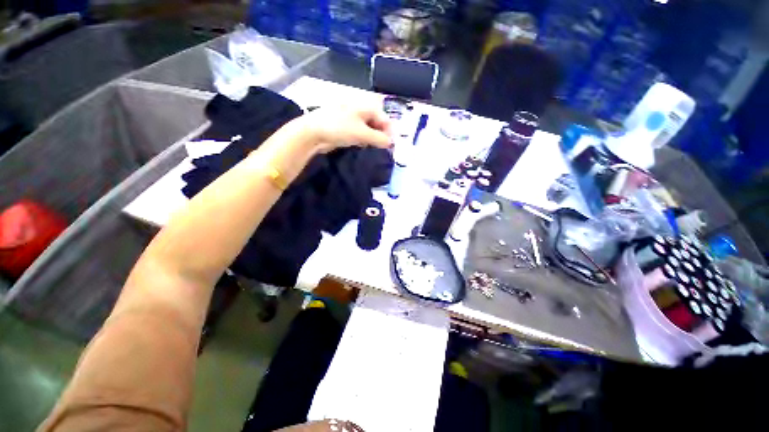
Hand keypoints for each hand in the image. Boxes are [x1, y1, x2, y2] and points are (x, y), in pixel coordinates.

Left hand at [294, 106, 392, 153]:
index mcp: (365, 106)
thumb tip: (391, 143)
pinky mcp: (345, 127)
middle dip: (381, 135)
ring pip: (368, 129)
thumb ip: (380, 138)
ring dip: (373, 138)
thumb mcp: (363, 134)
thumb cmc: (340, 128)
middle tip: (384, 148)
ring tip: (374, 147)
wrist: (313, 132)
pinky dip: (363, 139)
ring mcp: (351, 118)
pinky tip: (362, 145)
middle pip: (377, 123)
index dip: (390, 131)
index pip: (384, 118)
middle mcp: (360, 110)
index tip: (392, 145)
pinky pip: (359, 133)